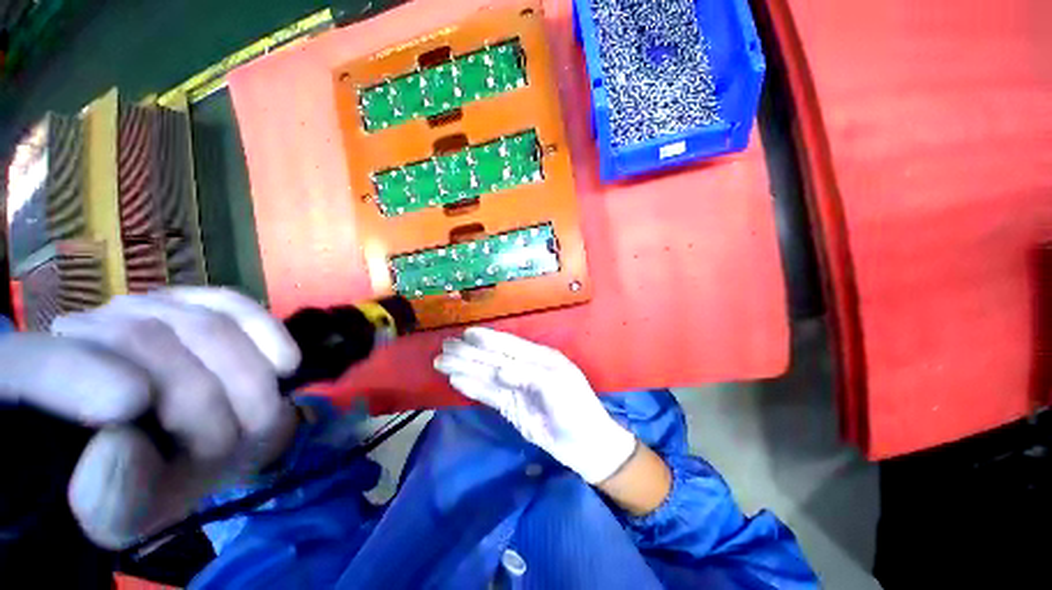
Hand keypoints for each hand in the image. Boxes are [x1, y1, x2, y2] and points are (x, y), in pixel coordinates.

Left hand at [0, 287, 299, 548]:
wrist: (192, 448)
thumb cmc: (155, 481)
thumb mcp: (129, 512)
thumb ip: (113, 496)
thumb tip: (119, 438)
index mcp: (35, 388)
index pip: (36, 363)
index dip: (74, 374)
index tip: (129, 406)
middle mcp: (79, 331)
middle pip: (147, 342)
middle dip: (207, 403)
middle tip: (233, 444)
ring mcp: (141, 307)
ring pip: (203, 327)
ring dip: (246, 379)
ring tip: (257, 415)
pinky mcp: (195, 300)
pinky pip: (236, 306)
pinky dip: (267, 334)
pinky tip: (284, 364)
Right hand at [434, 327, 635, 483]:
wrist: (585, 445)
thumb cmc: (577, 409)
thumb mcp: (558, 387)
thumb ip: (528, 376)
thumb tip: (499, 370)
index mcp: (540, 358)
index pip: (510, 345)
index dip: (488, 339)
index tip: (466, 333)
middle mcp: (525, 369)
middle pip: (492, 358)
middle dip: (468, 353)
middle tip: (444, 347)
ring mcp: (516, 388)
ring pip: (486, 375)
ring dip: (464, 368)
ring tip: (441, 362)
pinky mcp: (511, 407)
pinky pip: (488, 394)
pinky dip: (471, 387)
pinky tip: (456, 380)